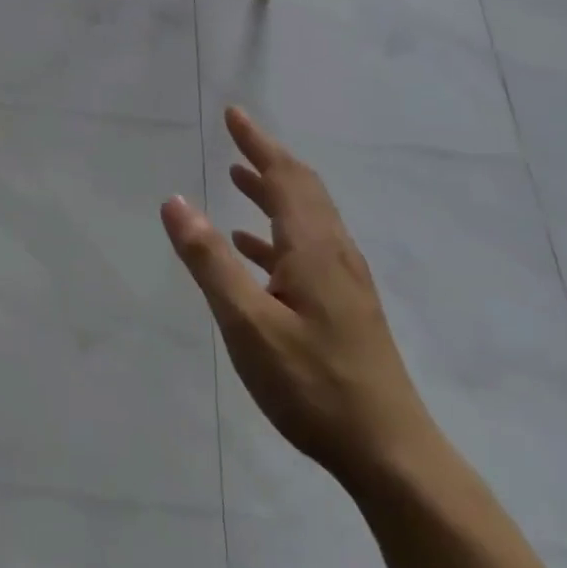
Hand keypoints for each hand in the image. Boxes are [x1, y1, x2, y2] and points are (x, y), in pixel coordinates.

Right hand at [162, 107, 434, 490]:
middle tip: (236, 137)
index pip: (285, 176)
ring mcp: (344, 282)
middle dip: (267, 159)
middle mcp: (334, 253)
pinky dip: (277, 234)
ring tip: (239, 179)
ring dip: (272, 193)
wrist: (390, 453)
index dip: (258, 142)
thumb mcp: (247, 322)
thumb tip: (176, 200)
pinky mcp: (345, 307)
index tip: (234, 114)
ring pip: (306, 218)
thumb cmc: (313, 384)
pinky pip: (307, 249)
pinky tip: (254, 250)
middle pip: (302, 190)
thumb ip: (209, 260)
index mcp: (313, 247)